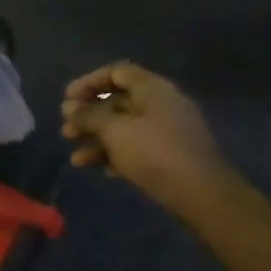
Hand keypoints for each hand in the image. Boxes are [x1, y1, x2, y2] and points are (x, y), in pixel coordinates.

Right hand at [61, 62, 225, 215]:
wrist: (203, 197)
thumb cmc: (155, 154)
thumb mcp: (115, 132)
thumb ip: (89, 116)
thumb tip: (69, 107)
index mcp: (153, 88)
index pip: (116, 73)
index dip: (89, 83)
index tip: (67, 99)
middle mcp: (162, 104)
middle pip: (118, 102)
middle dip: (89, 117)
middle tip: (67, 132)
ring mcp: (168, 132)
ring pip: (125, 128)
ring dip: (98, 140)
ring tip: (76, 160)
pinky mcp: (171, 158)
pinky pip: (137, 148)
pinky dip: (116, 155)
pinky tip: (99, 170)